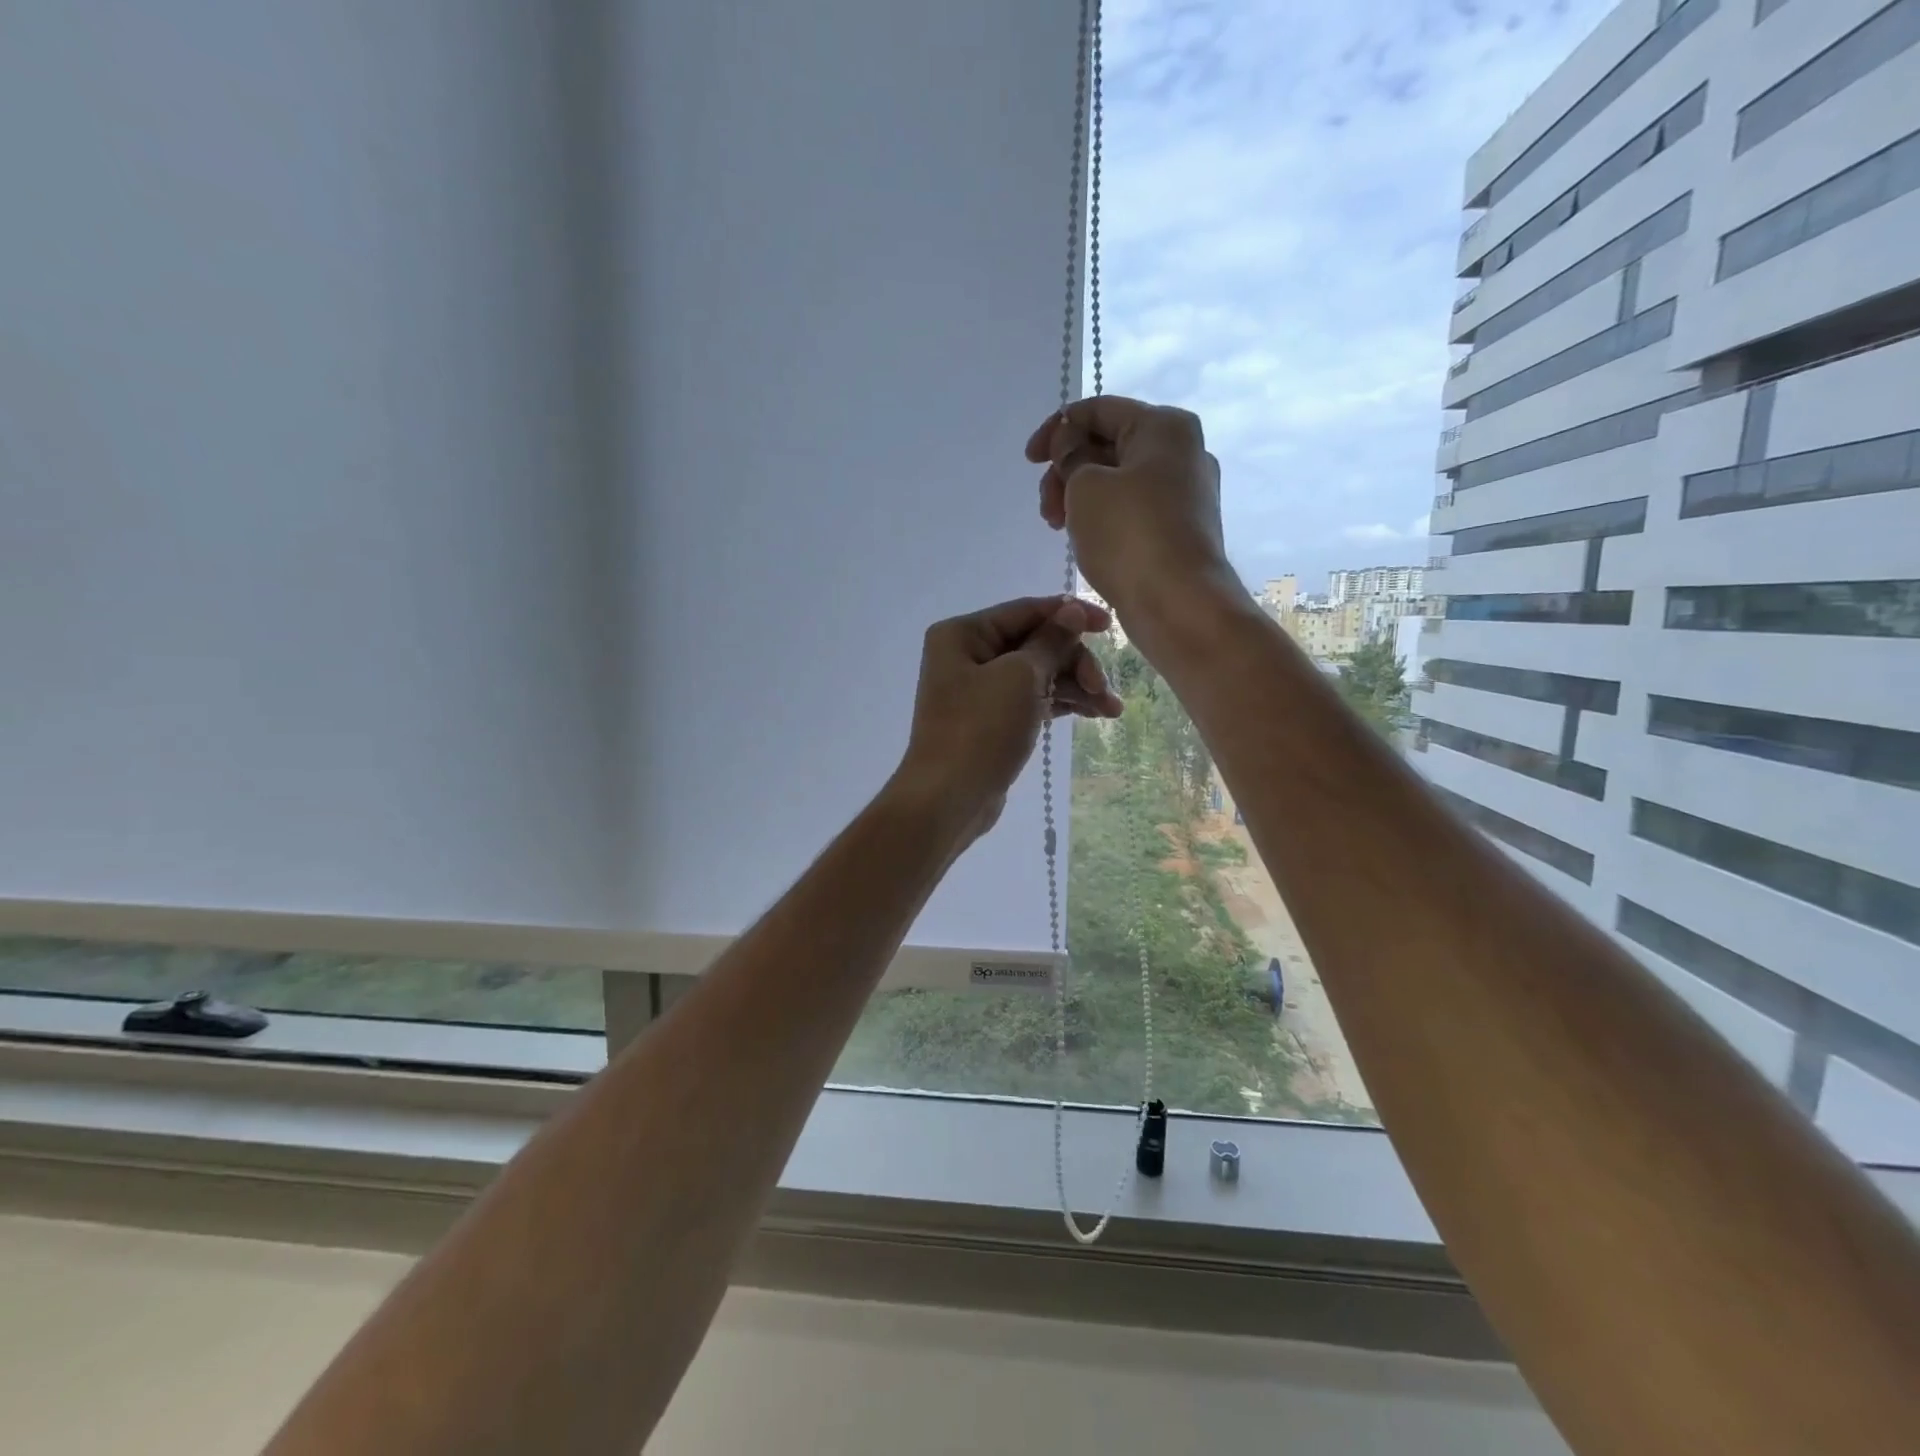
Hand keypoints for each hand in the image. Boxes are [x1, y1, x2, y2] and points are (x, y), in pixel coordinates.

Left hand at [891, 595, 1123, 844]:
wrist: (949, 798)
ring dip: (1076, 686)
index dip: (1070, 614)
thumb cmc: (980, 729)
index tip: (1110, 625)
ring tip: (1111, 710)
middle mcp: (968, 655)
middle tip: (1102, 687)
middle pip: (1035, 643)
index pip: (1025, 611)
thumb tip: (1071, 610)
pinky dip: (1062, 703)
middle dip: (1074, 662)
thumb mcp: (1021, 678)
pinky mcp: (992, 720)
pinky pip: (1033, 699)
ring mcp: (979, 690)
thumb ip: (1050, 641)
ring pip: (1039, 674)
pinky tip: (1094, 714)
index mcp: (963, 634)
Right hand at [1025, 397, 1234, 616]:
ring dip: (1080, 498)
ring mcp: (1186, 494)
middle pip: (1109, 446)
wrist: (1179, 604)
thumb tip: (1072, 446)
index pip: (1099, 410)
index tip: (1029, 461)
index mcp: (1164, 427)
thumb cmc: (1129, 535)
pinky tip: (1085, 541)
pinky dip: (1103, 519)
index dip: (1056, 429)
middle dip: (1067, 471)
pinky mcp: (1180, 530)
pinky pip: (1132, 511)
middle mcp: (1182, 452)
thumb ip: (1070, 456)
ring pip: (1118, 482)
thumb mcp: (1085, 486)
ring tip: (1059, 529)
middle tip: (1046, 508)